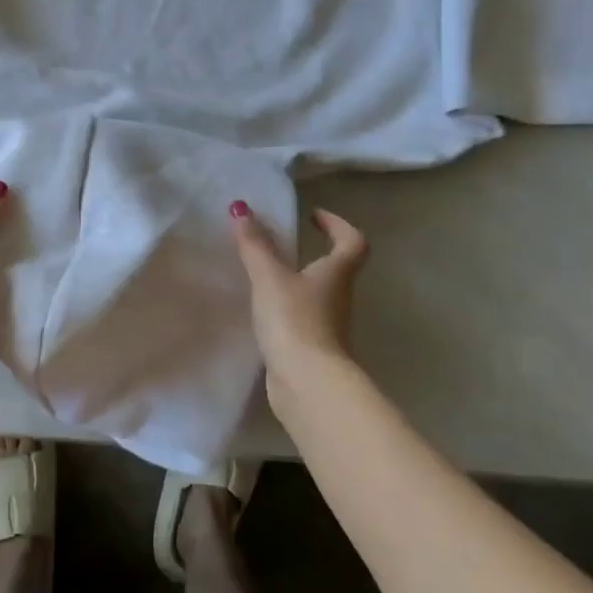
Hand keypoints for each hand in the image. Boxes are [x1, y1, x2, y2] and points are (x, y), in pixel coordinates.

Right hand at [230, 202, 367, 397]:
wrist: (308, 384)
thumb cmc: (295, 321)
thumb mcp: (269, 277)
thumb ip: (254, 245)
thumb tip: (241, 208)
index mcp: (336, 274)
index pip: (352, 242)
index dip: (338, 225)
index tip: (315, 216)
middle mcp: (338, 298)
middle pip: (336, 270)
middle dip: (314, 255)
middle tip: (283, 246)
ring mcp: (328, 327)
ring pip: (318, 297)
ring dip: (298, 284)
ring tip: (266, 277)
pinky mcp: (313, 351)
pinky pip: (302, 321)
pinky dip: (287, 311)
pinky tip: (263, 314)